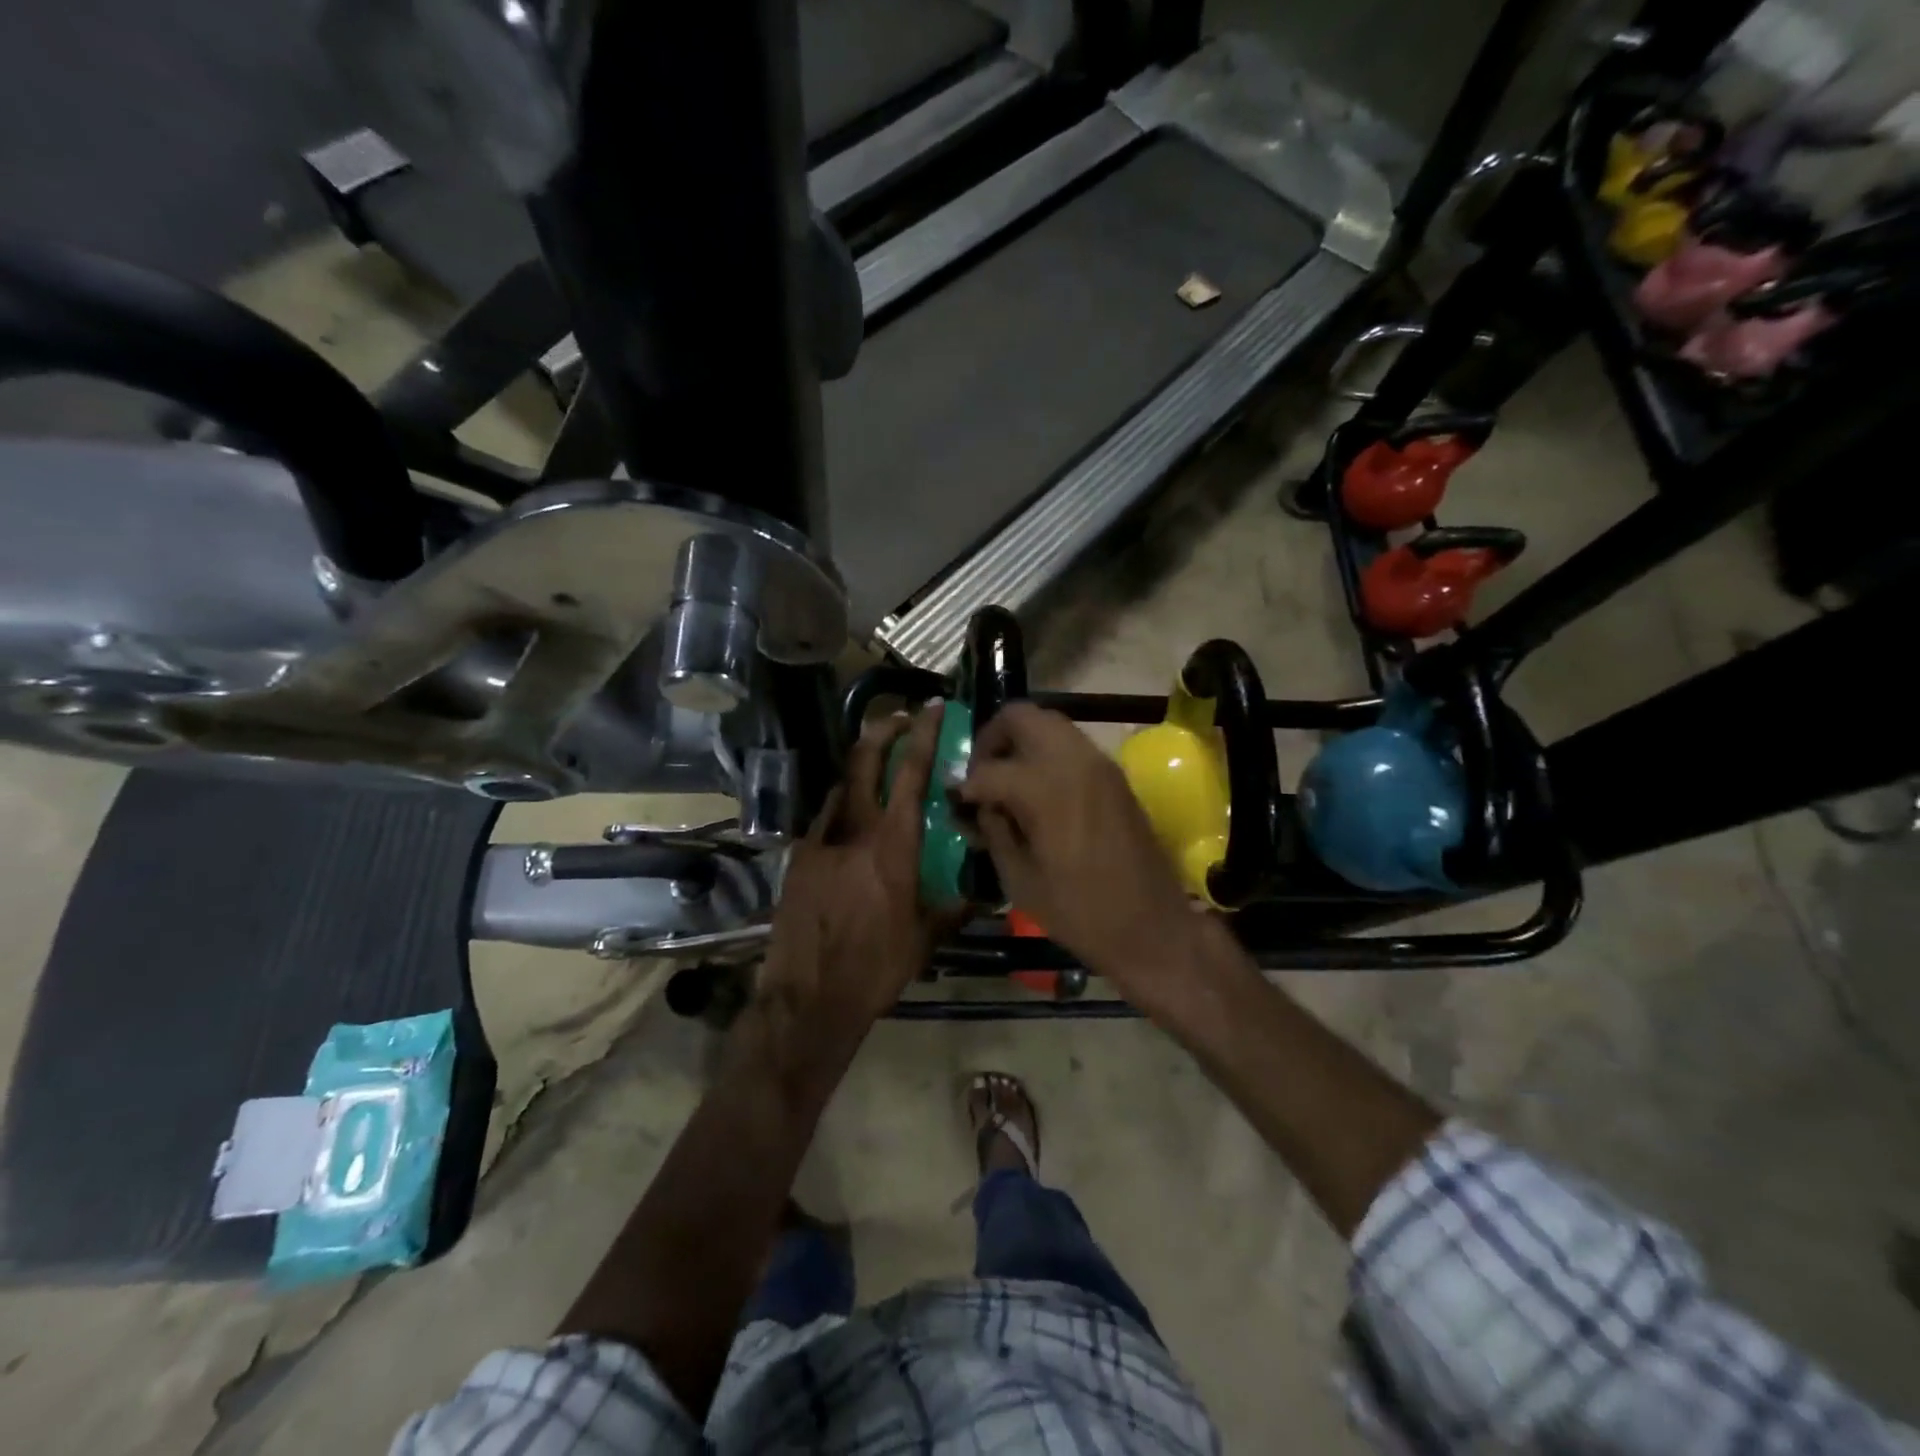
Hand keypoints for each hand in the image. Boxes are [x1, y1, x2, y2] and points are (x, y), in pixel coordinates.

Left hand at [759, 706, 950, 1032]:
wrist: (809, 996)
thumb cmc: (876, 967)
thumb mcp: (926, 938)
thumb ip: (954, 907)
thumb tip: (982, 893)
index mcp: (893, 844)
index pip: (910, 773)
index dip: (922, 735)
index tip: (930, 709)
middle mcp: (854, 830)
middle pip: (864, 760)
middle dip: (882, 729)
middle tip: (899, 718)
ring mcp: (821, 840)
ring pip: (841, 786)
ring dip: (861, 768)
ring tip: (878, 769)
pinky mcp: (799, 857)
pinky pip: (825, 818)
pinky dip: (843, 806)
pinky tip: (852, 822)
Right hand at [958, 703, 1203, 1004]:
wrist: (1152, 927)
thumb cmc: (1080, 913)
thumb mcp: (1020, 879)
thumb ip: (993, 832)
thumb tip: (978, 808)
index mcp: (1045, 788)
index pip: (989, 769)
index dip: (965, 785)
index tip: (956, 801)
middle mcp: (1073, 761)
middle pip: (1022, 717)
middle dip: (993, 738)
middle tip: (981, 773)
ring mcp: (1099, 764)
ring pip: (1050, 724)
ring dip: (1022, 741)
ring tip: (1007, 780)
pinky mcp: (1115, 775)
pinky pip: (1072, 744)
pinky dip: (1047, 752)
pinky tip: (1037, 790)